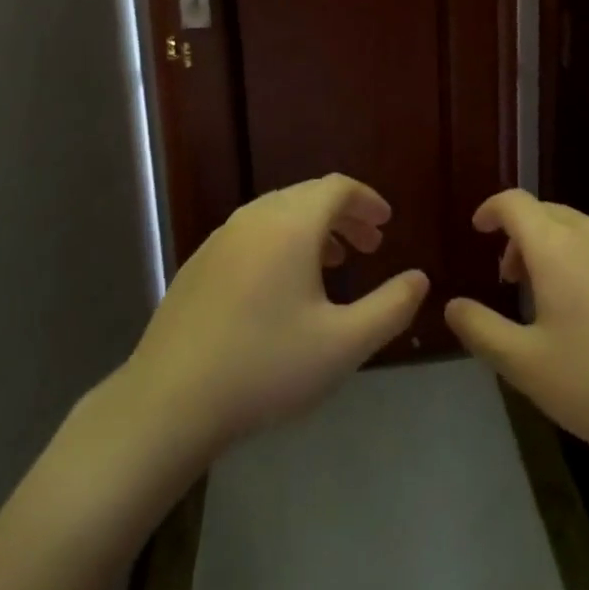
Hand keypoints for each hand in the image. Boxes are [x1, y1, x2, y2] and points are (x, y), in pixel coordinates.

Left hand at [123, 174, 429, 454]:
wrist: (168, 401)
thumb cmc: (265, 367)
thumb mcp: (343, 344)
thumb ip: (391, 308)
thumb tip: (419, 279)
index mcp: (291, 224)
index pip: (337, 188)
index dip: (367, 201)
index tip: (387, 225)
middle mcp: (255, 217)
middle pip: (308, 196)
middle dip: (344, 216)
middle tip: (369, 246)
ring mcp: (221, 238)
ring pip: (278, 213)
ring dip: (312, 229)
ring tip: (332, 263)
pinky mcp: (199, 263)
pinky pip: (252, 234)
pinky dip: (280, 242)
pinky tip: (282, 287)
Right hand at [444, 190, 588, 461]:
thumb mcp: (526, 366)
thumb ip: (481, 330)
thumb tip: (452, 305)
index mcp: (556, 247)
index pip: (515, 203)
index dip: (492, 210)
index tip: (479, 229)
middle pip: (548, 214)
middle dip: (522, 236)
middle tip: (513, 279)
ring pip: (583, 232)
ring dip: (558, 251)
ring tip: (556, 300)